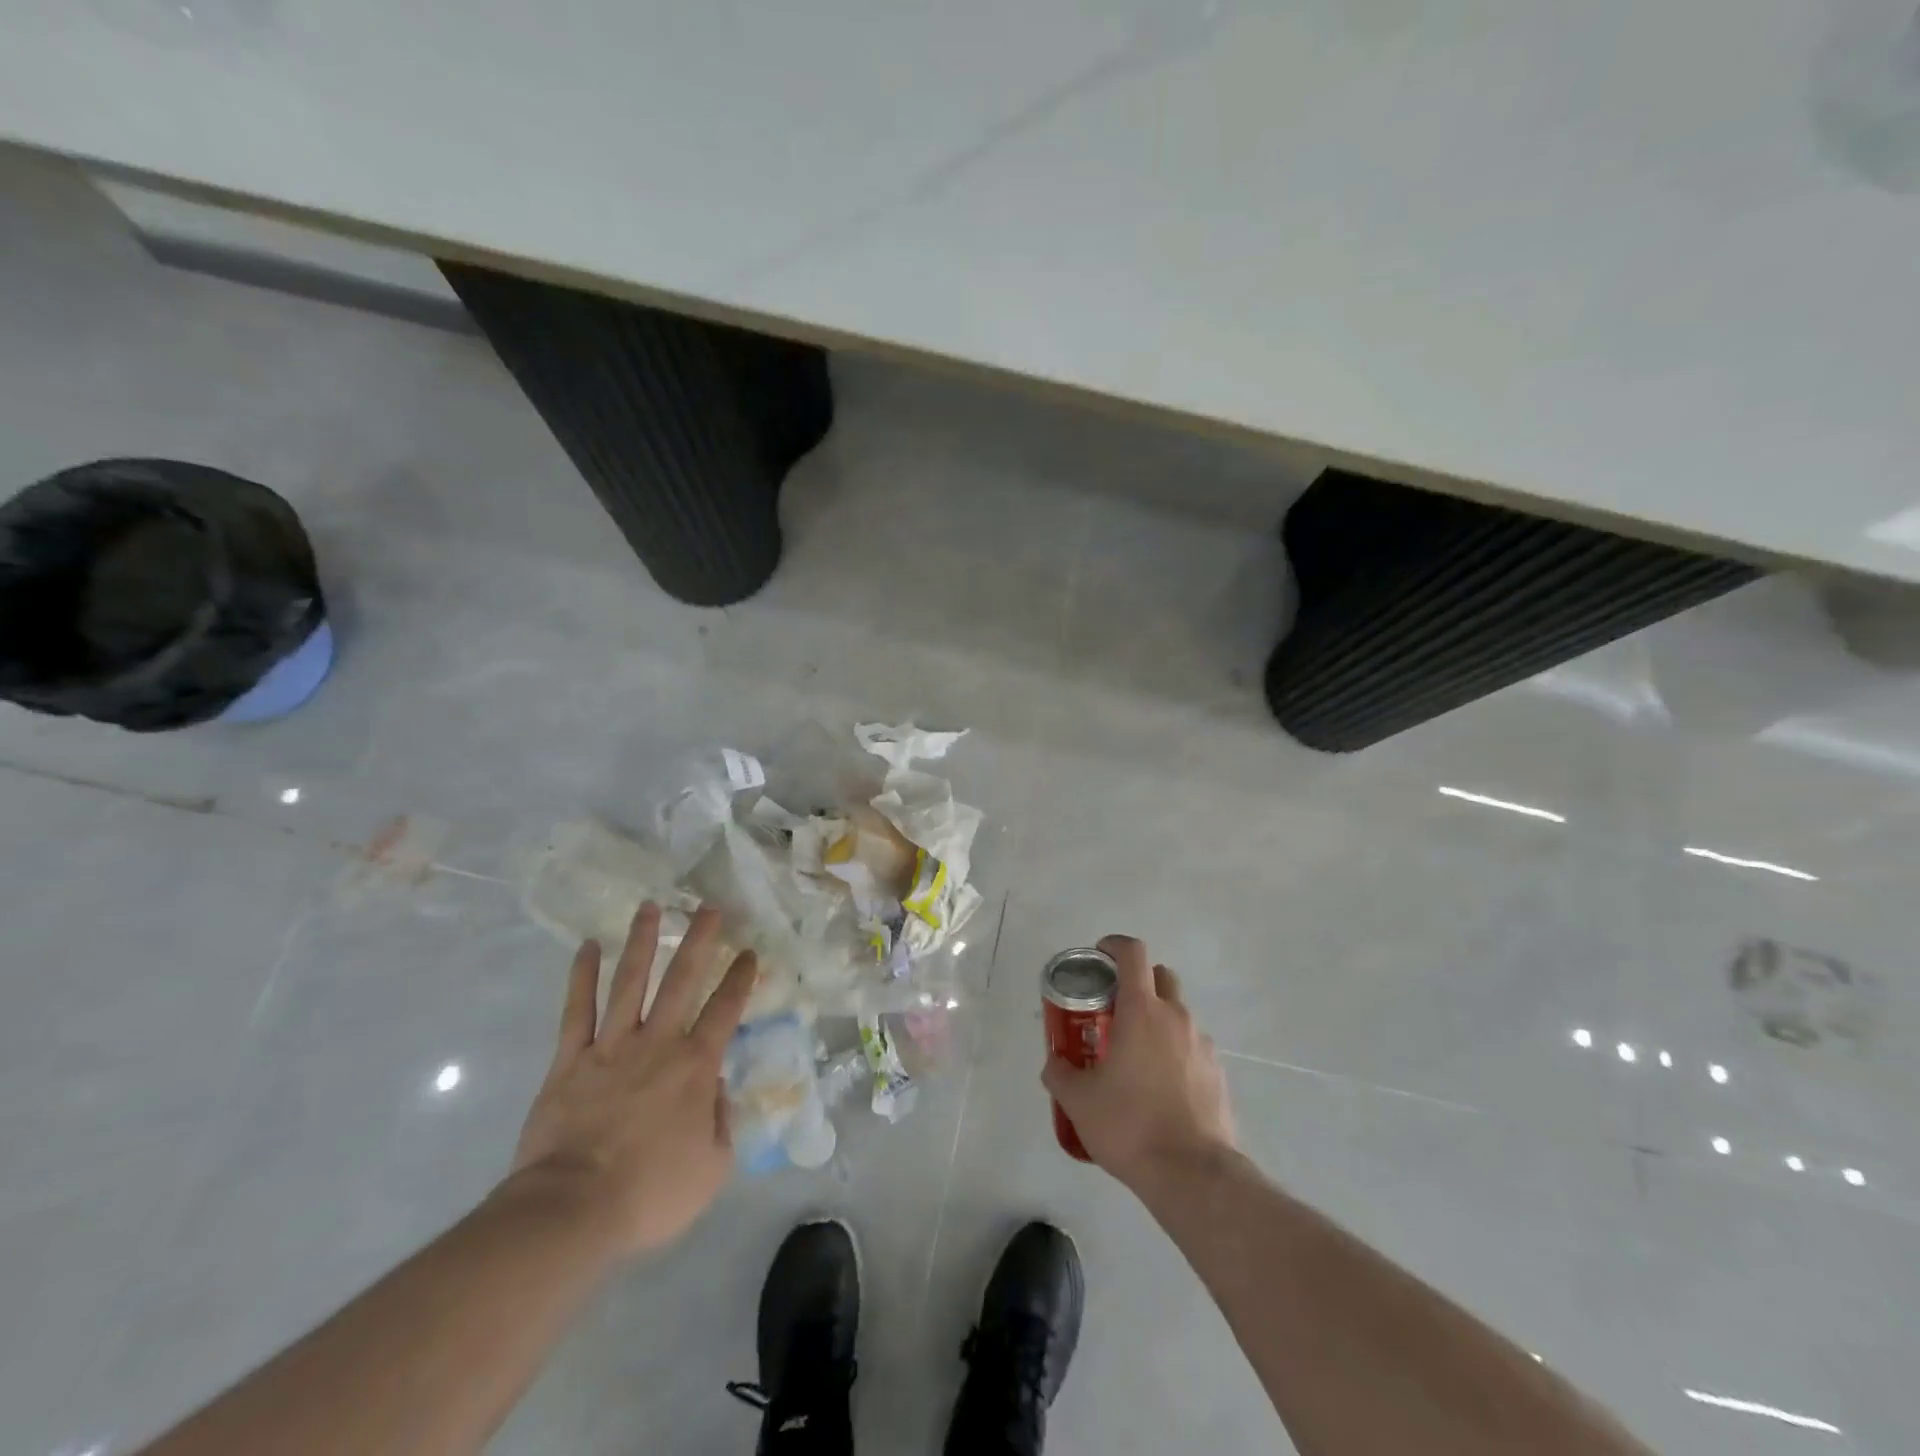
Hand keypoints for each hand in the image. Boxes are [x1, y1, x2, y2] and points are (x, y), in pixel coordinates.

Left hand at [506, 902, 755, 1258]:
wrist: (572, 1211)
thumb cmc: (649, 1194)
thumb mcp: (711, 1169)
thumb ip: (720, 1123)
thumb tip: (715, 1090)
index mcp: (696, 1065)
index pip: (725, 1009)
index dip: (740, 978)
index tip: (748, 952)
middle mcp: (658, 1042)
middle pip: (682, 979)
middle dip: (699, 939)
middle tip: (708, 907)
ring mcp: (611, 1046)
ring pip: (630, 982)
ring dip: (641, 942)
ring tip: (649, 907)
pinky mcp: (570, 1060)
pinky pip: (577, 1010)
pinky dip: (581, 976)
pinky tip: (588, 947)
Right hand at [1042, 934, 1234, 1189]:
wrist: (1193, 1175)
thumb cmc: (1130, 1125)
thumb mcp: (1079, 1101)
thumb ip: (1060, 1074)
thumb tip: (1054, 1064)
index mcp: (1142, 1010)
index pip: (1133, 953)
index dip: (1114, 945)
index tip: (1099, 955)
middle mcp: (1176, 1017)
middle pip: (1160, 976)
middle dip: (1138, 982)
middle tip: (1115, 1009)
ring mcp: (1202, 1044)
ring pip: (1178, 1014)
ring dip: (1157, 1021)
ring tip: (1136, 1058)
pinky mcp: (1218, 1073)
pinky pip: (1191, 1048)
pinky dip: (1175, 1053)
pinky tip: (1160, 1089)